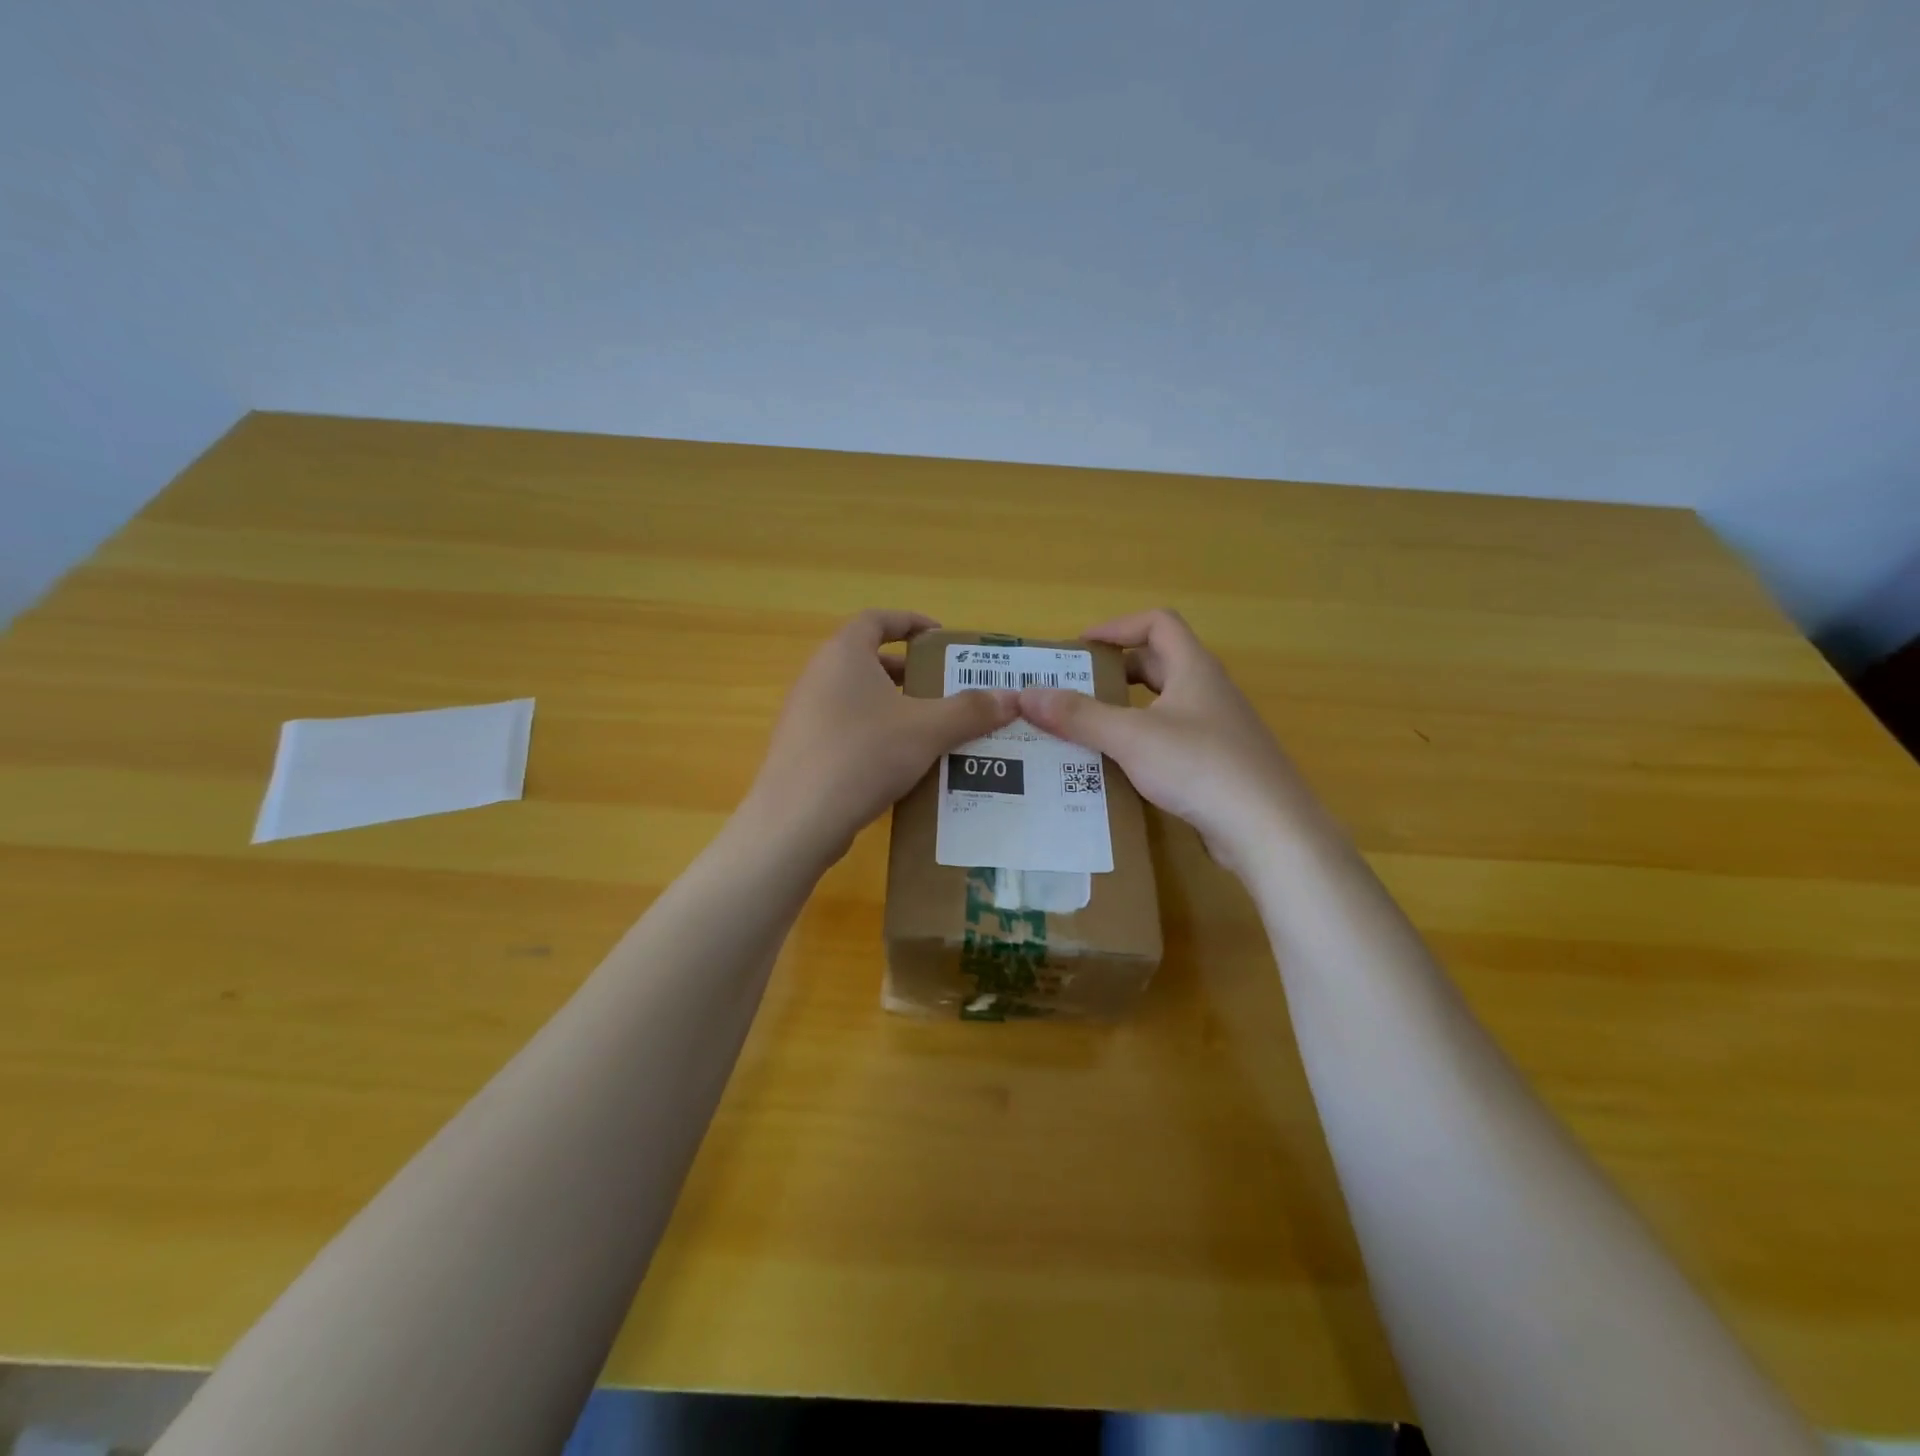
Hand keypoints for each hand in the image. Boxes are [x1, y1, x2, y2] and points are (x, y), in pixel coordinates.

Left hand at [744, 610, 1018, 857]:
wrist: (797, 821)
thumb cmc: (863, 756)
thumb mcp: (926, 730)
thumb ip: (970, 711)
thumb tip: (1012, 698)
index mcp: (844, 655)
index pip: (877, 619)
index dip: (910, 622)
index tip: (941, 637)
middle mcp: (818, 676)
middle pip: (868, 660)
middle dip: (909, 672)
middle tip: (944, 689)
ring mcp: (805, 715)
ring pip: (858, 698)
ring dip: (894, 707)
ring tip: (930, 729)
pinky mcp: (803, 750)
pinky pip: (845, 729)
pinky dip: (875, 735)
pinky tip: (900, 765)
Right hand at [1018, 608, 1304, 876]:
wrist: (1268, 829)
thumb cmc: (1200, 766)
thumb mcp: (1131, 737)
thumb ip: (1079, 716)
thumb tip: (1025, 695)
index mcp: (1194, 669)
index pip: (1157, 623)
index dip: (1117, 627)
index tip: (1080, 647)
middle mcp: (1209, 692)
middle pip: (1158, 664)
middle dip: (1114, 672)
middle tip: (1075, 691)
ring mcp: (1217, 730)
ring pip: (1164, 706)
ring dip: (1126, 711)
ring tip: (1087, 730)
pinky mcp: (1219, 766)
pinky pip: (1172, 741)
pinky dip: (1142, 744)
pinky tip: (1119, 769)